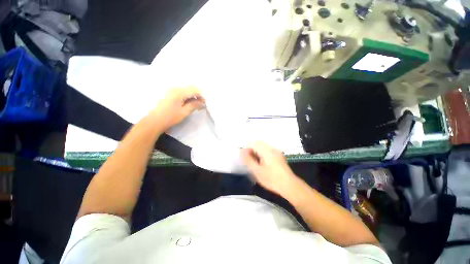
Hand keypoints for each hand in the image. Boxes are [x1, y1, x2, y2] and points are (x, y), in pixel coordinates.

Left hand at [151, 87, 205, 130]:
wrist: (154, 121)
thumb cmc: (170, 117)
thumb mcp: (184, 112)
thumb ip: (194, 105)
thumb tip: (203, 102)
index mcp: (178, 92)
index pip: (194, 89)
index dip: (202, 95)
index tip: (206, 102)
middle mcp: (174, 88)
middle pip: (190, 88)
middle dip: (198, 95)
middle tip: (202, 103)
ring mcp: (171, 90)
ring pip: (186, 90)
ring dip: (193, 96)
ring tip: (197, 104)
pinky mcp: (169, 94)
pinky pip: (182, 93)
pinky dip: (188, 97)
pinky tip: (190, 103)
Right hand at [241, 141, 298, 196]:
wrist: (290, 186)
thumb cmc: (272, 179)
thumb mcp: (257, 171)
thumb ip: (248, 160)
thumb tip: (241, 151)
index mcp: (266, 150)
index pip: (253, 142)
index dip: (246, 148)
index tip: (244, 157)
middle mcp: (272, 148)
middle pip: (258, 144)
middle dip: (251, 151)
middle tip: (249, 161)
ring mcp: (276, 152)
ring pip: (262, 148)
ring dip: (256, 153)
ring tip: (254, 164)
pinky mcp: (278, 156)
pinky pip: (267, 152)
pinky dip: (262, 156)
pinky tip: (261, 165)